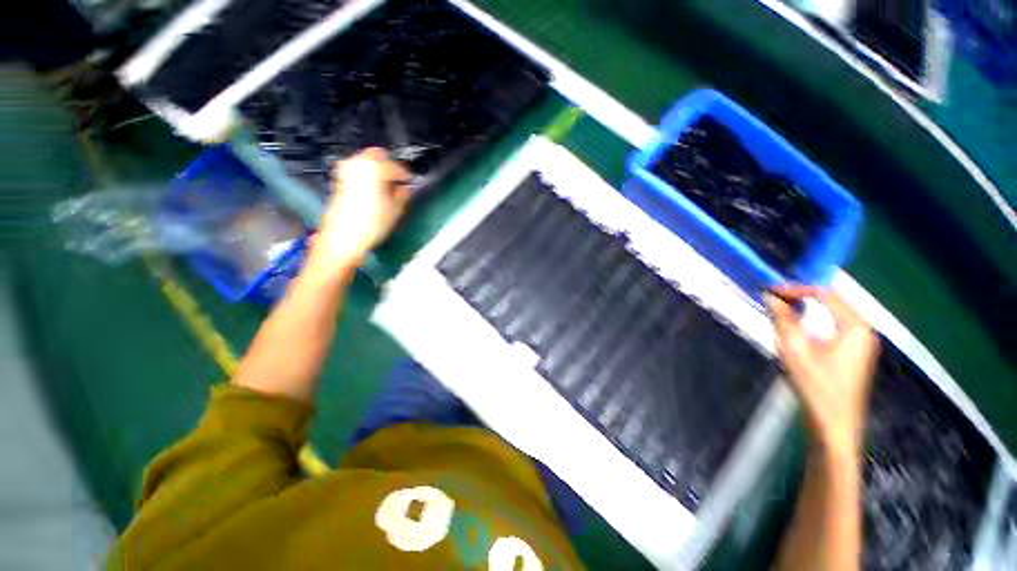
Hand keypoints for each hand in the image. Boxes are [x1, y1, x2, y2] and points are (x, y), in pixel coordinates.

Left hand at [313, 148, 411, 269]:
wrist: (343, 237)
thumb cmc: (372, 225)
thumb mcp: (395, 211)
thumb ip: (403, 195)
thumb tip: (406, 188)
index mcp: (375, 169)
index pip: (396, 167)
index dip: (406, 175)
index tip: (411, 182)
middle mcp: (358, 164)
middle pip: (377, 155)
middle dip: (389, 165)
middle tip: (399, 180)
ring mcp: (346, 171)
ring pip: (365, 160)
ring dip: (377, 169)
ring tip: (386, 185)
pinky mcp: (339, 181)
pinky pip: (356, 169)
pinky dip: (366, 174)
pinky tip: (373, 188)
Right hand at [765, 285, 879, 456]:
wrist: (834, 425)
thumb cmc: (816, 388)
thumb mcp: (794, 351)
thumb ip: (783, 320)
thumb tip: (770, 298)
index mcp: (854, 327)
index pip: (825, 294)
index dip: (796, 288)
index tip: (771, 290)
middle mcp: (863, 330)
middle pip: (832, 300)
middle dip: (801, 296)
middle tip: (773, 298)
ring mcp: (862, 341)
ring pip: (833, 312)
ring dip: (807, 307)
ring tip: (781, 308)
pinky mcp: (855, 351)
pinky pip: (834, 324)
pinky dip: (815, 319)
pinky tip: (798, 325)